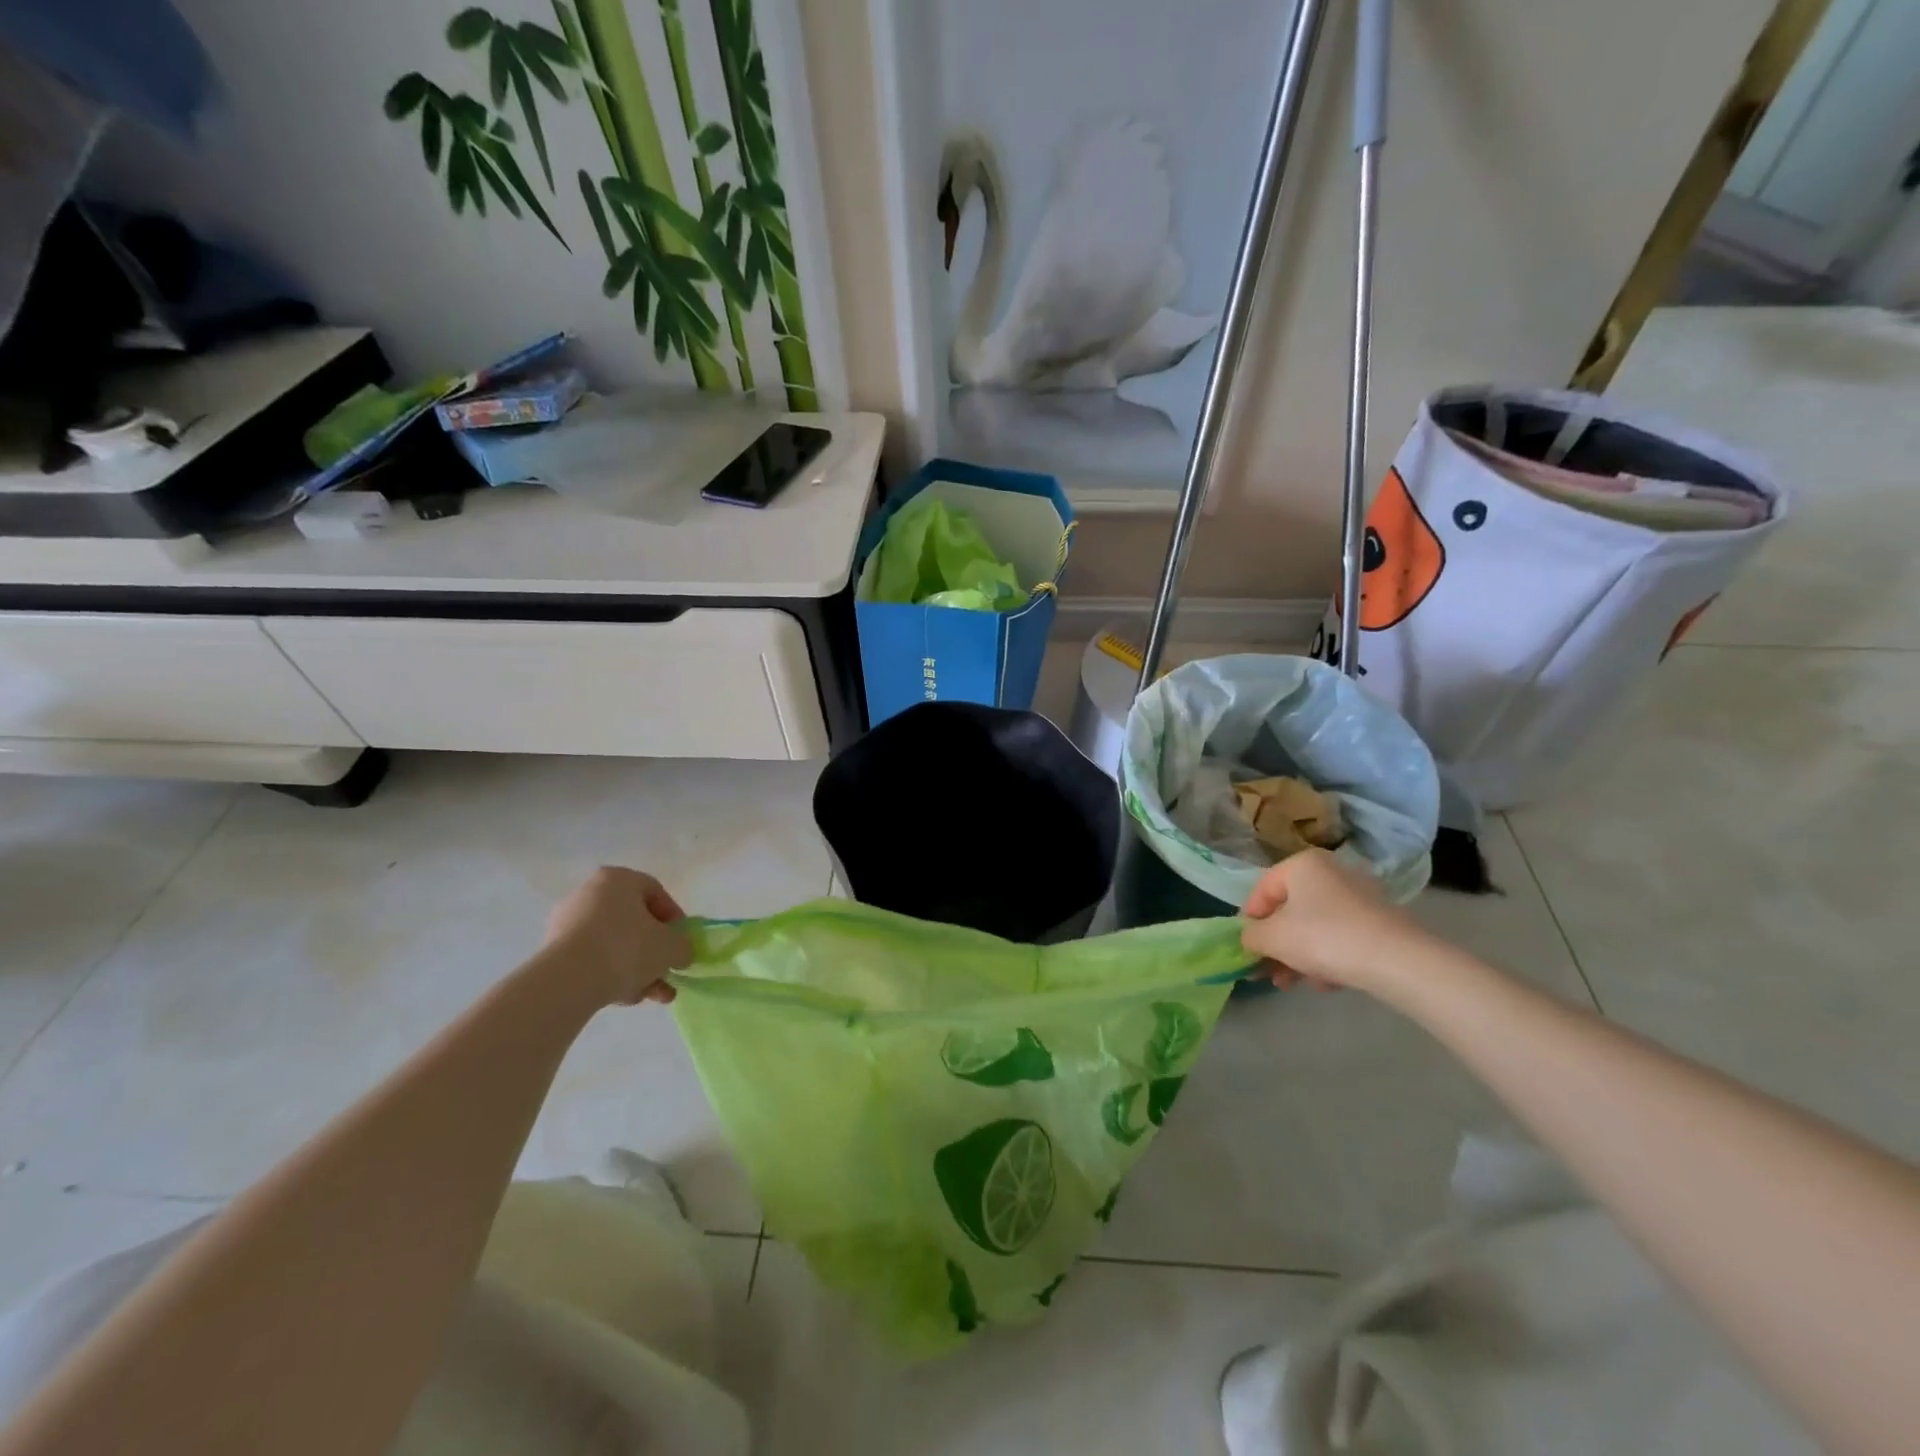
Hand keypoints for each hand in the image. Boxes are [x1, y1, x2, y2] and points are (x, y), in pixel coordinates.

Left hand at [544, 867, 690, 1005]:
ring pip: (614, 945)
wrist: (567, 981)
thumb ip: (683, 946)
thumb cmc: (627, 948)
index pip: (656, 893)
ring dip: (637, 969)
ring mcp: (567, 923)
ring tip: (652, 996)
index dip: (675, 919)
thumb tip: (680, 953)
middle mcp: (590, 893)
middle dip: (655, 952)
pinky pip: (592, 960)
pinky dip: (610, 975)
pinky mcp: (553, 952)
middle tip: (668, 972)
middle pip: (634, 922)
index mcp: (618, 879)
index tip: (681, 943)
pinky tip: (624, 998)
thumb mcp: (671, 947)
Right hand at [1240, 848, 1424, 994]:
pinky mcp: (1380, 921)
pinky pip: (1341, 936)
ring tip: (1294, 984)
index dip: (1248, 921)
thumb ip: (1251, 935)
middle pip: (1290, 910)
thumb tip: (1250, 938)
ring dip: (1298, 955)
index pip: (1261, 890)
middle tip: (1267, 972)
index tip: (1245, 949)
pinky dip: (1328, 956)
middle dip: (1276, 944)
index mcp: (1302, 864)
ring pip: (1315, 926)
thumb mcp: (1272, 937)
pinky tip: (1327, 982)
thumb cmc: (1323, 937)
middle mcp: (1331, 872)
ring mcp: (1359, 896)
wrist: (1397, 961)